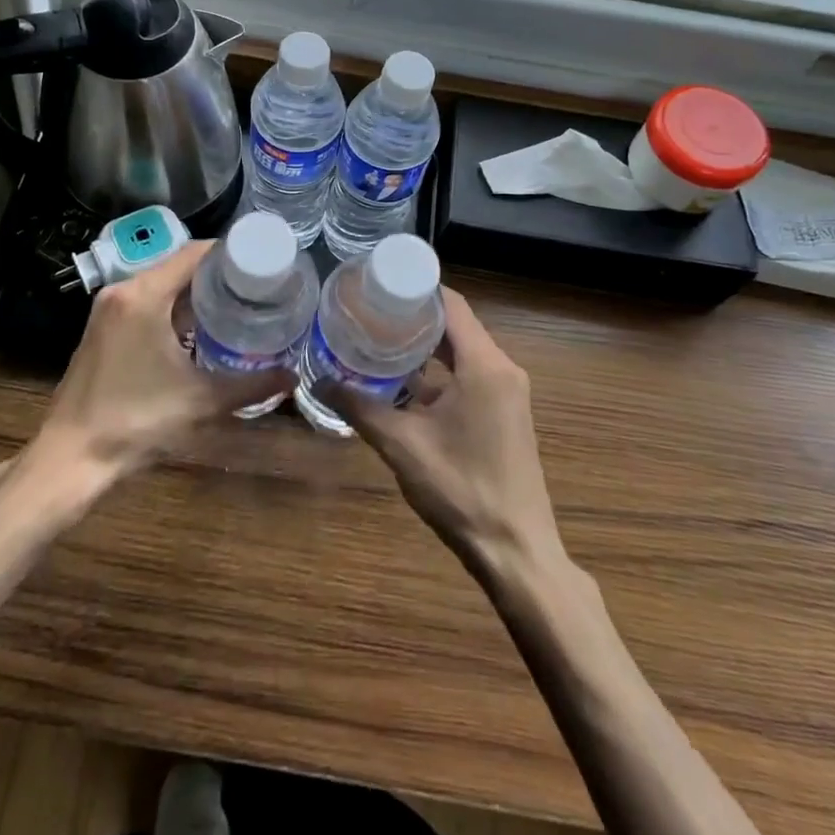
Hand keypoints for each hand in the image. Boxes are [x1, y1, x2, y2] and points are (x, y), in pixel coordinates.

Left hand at [34, 240, 294, 482]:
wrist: (72, 457)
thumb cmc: (137, 422)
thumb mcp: (202, 401)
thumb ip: (252, 386)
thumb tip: (292, 377)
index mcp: (144, 295)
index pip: (193, 253)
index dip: (230, 253)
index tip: (262, 264)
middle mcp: (122, 291)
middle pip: (177, 266)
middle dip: (216, 274)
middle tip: (255, 287)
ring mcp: (107, 309)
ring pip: (160, 284)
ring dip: (194, 292)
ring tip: (234, 305)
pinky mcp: (101, 328)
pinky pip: (144, 302)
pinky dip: (172, 307)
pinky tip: (196, 329)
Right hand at [324, 288, 563, 581]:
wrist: (516, 551)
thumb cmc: (461, 489)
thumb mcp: (402, 445)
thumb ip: (359, 408)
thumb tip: (317, 381)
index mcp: (485, 365)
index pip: (451, 305)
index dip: (416, 289)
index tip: (378, 283)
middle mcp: (502, 369)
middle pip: (456, 325)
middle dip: (414, 316)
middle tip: (368, 311)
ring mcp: (508, 393)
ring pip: (463, 352)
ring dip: (426, 346)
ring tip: (379, 339)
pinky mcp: (506, 414)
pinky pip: (471, 375)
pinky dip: (439, 372)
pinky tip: (403, 383)